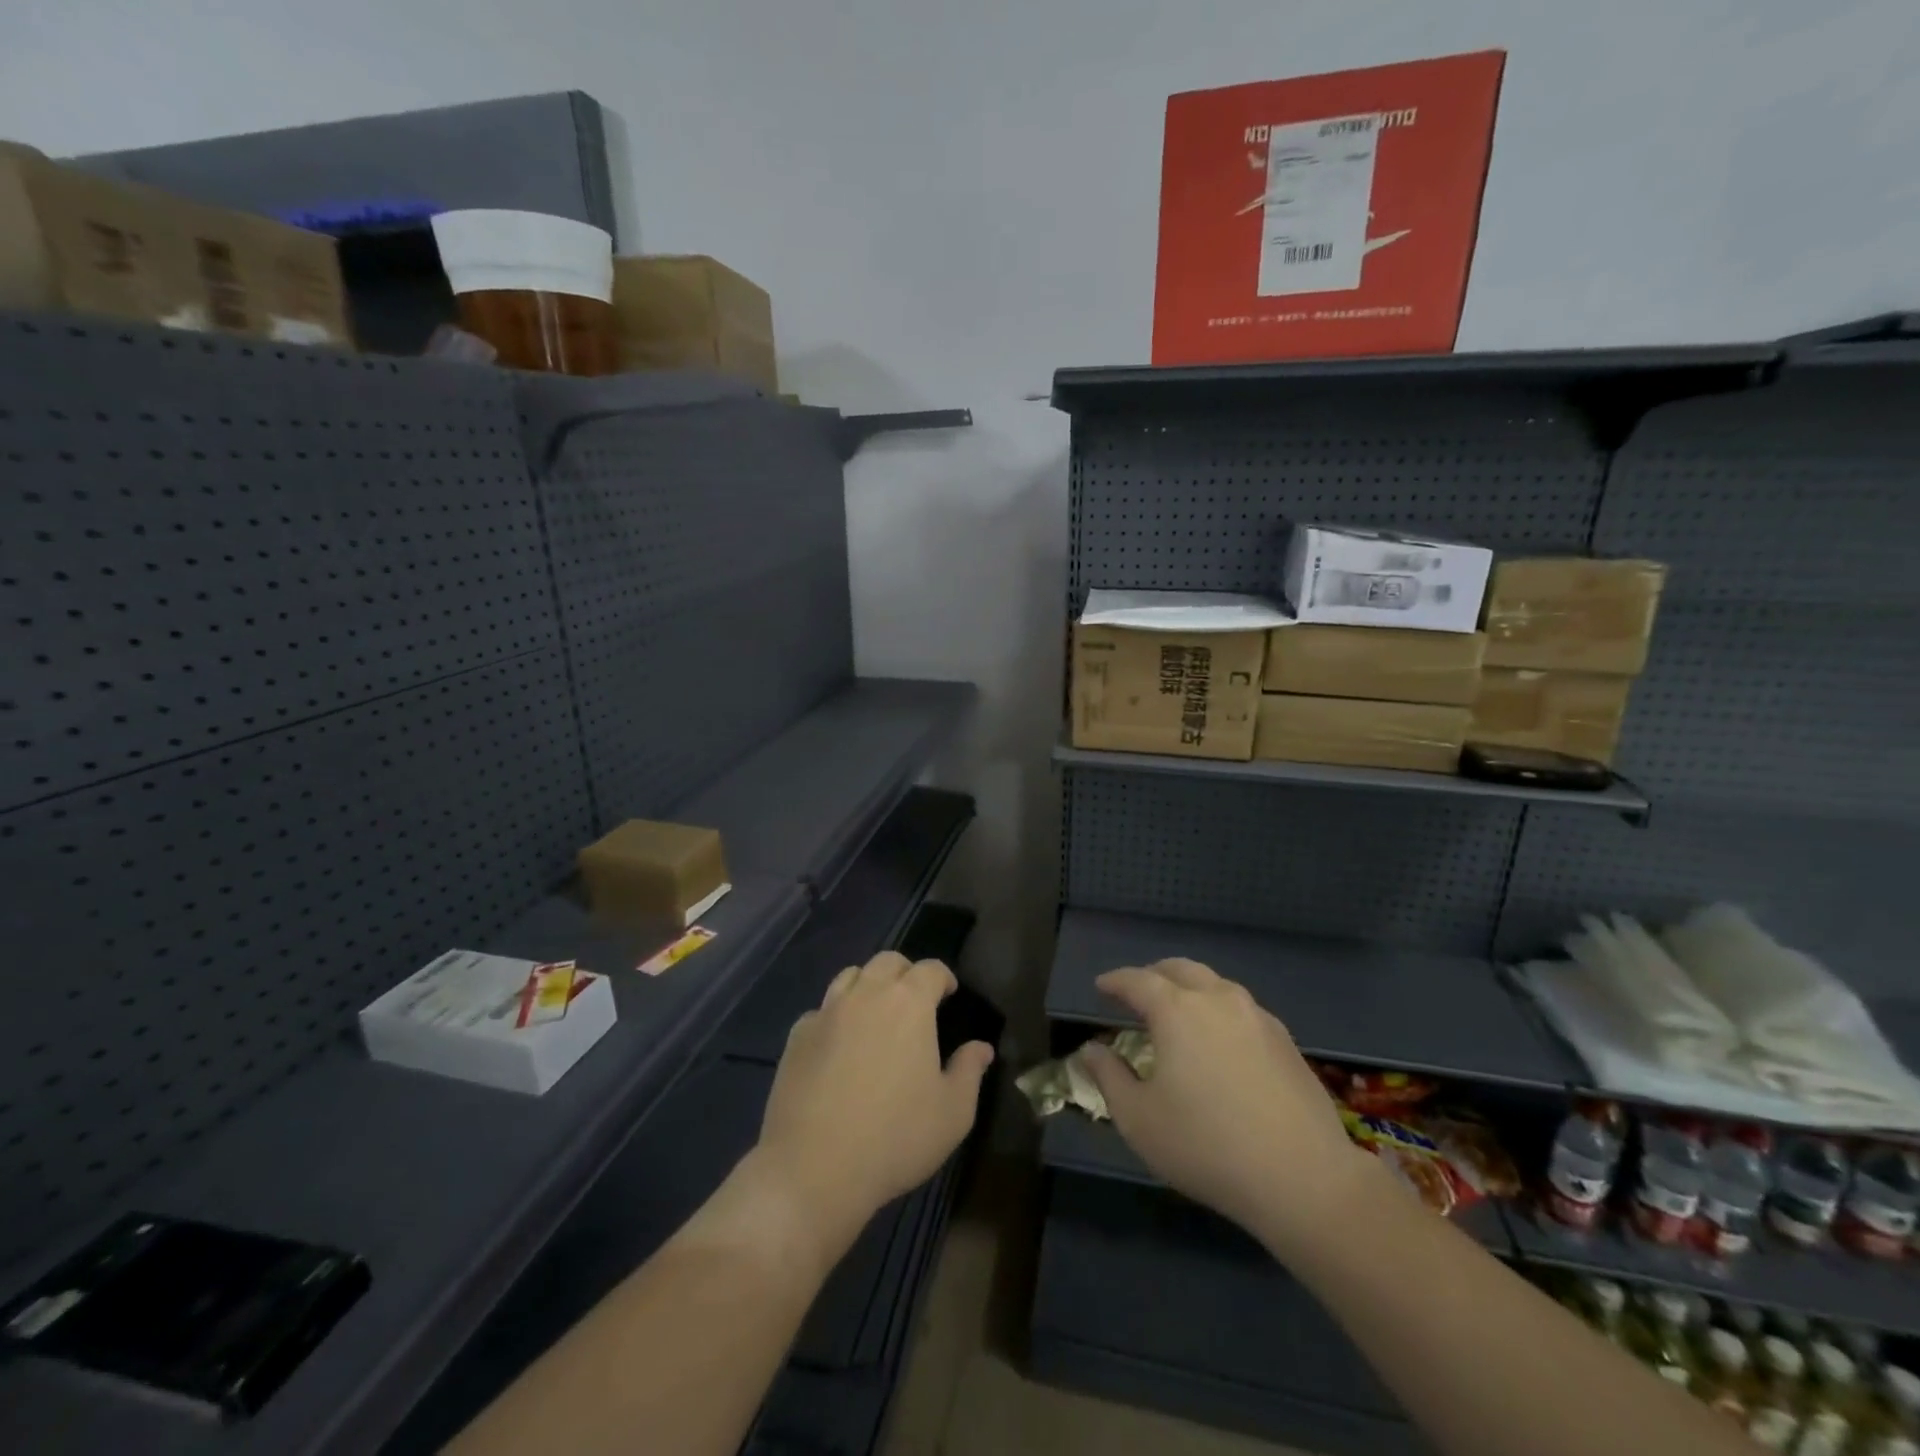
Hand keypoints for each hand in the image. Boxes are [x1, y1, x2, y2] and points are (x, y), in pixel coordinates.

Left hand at [751, 952, 993, 1261]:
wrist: (814, 1168)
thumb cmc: (895, 1137)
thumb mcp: (952, 1112)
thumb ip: (970, 1071)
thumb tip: (981, 1047)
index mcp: (909, 1003)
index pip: (930, 969)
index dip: (943, 977)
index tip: (949, 994)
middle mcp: (866, 995)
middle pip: (888, 962)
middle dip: (906, 973)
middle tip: (915, 1000)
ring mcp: (826, 1012)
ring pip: (850, 976)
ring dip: (868, 985)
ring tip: (876, 1013)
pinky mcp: (797, 1037)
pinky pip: (821, 1011)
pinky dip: (835, 1017)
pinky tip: (838, 1045)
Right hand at [1081, 959, 1379, 1257]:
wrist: (1304, 1178)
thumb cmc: (1206, 1146)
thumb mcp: (1139, 1119)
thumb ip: (1109, 1077)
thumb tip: (1092, 1049)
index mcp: (1176, 1010)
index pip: (1137, 980)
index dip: (1115, 981)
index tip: (1101, 987)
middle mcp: (1217, 999)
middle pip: (1179, 969)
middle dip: (1153, 975)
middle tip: (1136, 994)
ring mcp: (1257, 1017)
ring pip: (1215, 984)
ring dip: (1189, 989)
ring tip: (1177, 1013)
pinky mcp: (1286, 1040)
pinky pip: (1241, 1008)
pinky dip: (1219, 1010)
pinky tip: (1219, 1040)